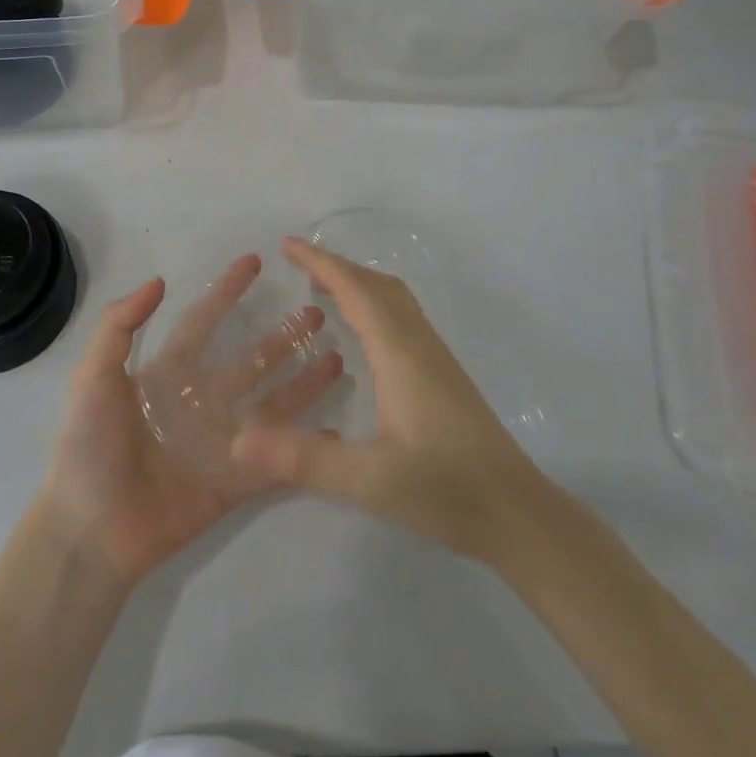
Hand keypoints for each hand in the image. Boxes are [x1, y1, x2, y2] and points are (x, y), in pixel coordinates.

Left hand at [42, 255, 343, 586]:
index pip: (206, 321)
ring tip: (337, 356)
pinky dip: (305, 444)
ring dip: (303, 381)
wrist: (90, 530)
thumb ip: (119, 327)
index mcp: (170, 373)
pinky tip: (336, 427)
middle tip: (316, 313)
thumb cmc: (89, 447)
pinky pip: (278, 458)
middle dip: (282, 336)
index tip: (255, 262)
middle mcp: (201, 400)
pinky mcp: (236, 481)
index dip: (228, 292)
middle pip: (251, 359)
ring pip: (272, 402)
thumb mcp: (93, 377)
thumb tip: (159, 280)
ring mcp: (222, 441)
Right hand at [231, 237, 550, 561]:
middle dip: (336, 266)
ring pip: (394, 298)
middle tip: (297, 264)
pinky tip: (363, 335)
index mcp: (399, 353)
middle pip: (376, 284)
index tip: (288, 244)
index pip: (356, 289)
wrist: (518, 512)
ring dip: (357, 282)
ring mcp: (435, 357)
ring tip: (323, 290)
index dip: (321, 262)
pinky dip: (374, 303)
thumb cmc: (446, 490)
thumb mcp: (370, 480)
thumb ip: (305, 459)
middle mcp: (418, 343)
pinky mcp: (443, 374)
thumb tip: (238, 440)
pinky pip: (402, 316)